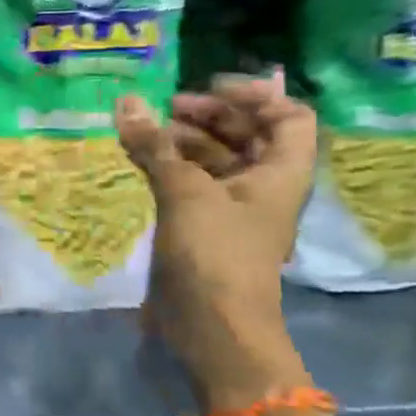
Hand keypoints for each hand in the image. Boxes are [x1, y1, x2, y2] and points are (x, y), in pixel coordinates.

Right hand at [116, 74, 315, 410]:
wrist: (213, 329)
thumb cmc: (216, 254)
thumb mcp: (186, 193)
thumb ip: (156, 146)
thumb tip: (127, 102)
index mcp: (281, 174)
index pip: (289, 117)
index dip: (255, 96)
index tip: (208, 86)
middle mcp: (263, 187)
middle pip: (247, 135)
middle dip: (209, 115)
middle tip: (165, 107)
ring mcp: (232, 210)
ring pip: (214, 160)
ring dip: (183, 140)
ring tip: (143, 132)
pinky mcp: (203, 229)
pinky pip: (190, 184)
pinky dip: (168, 167)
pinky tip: (138, 160)